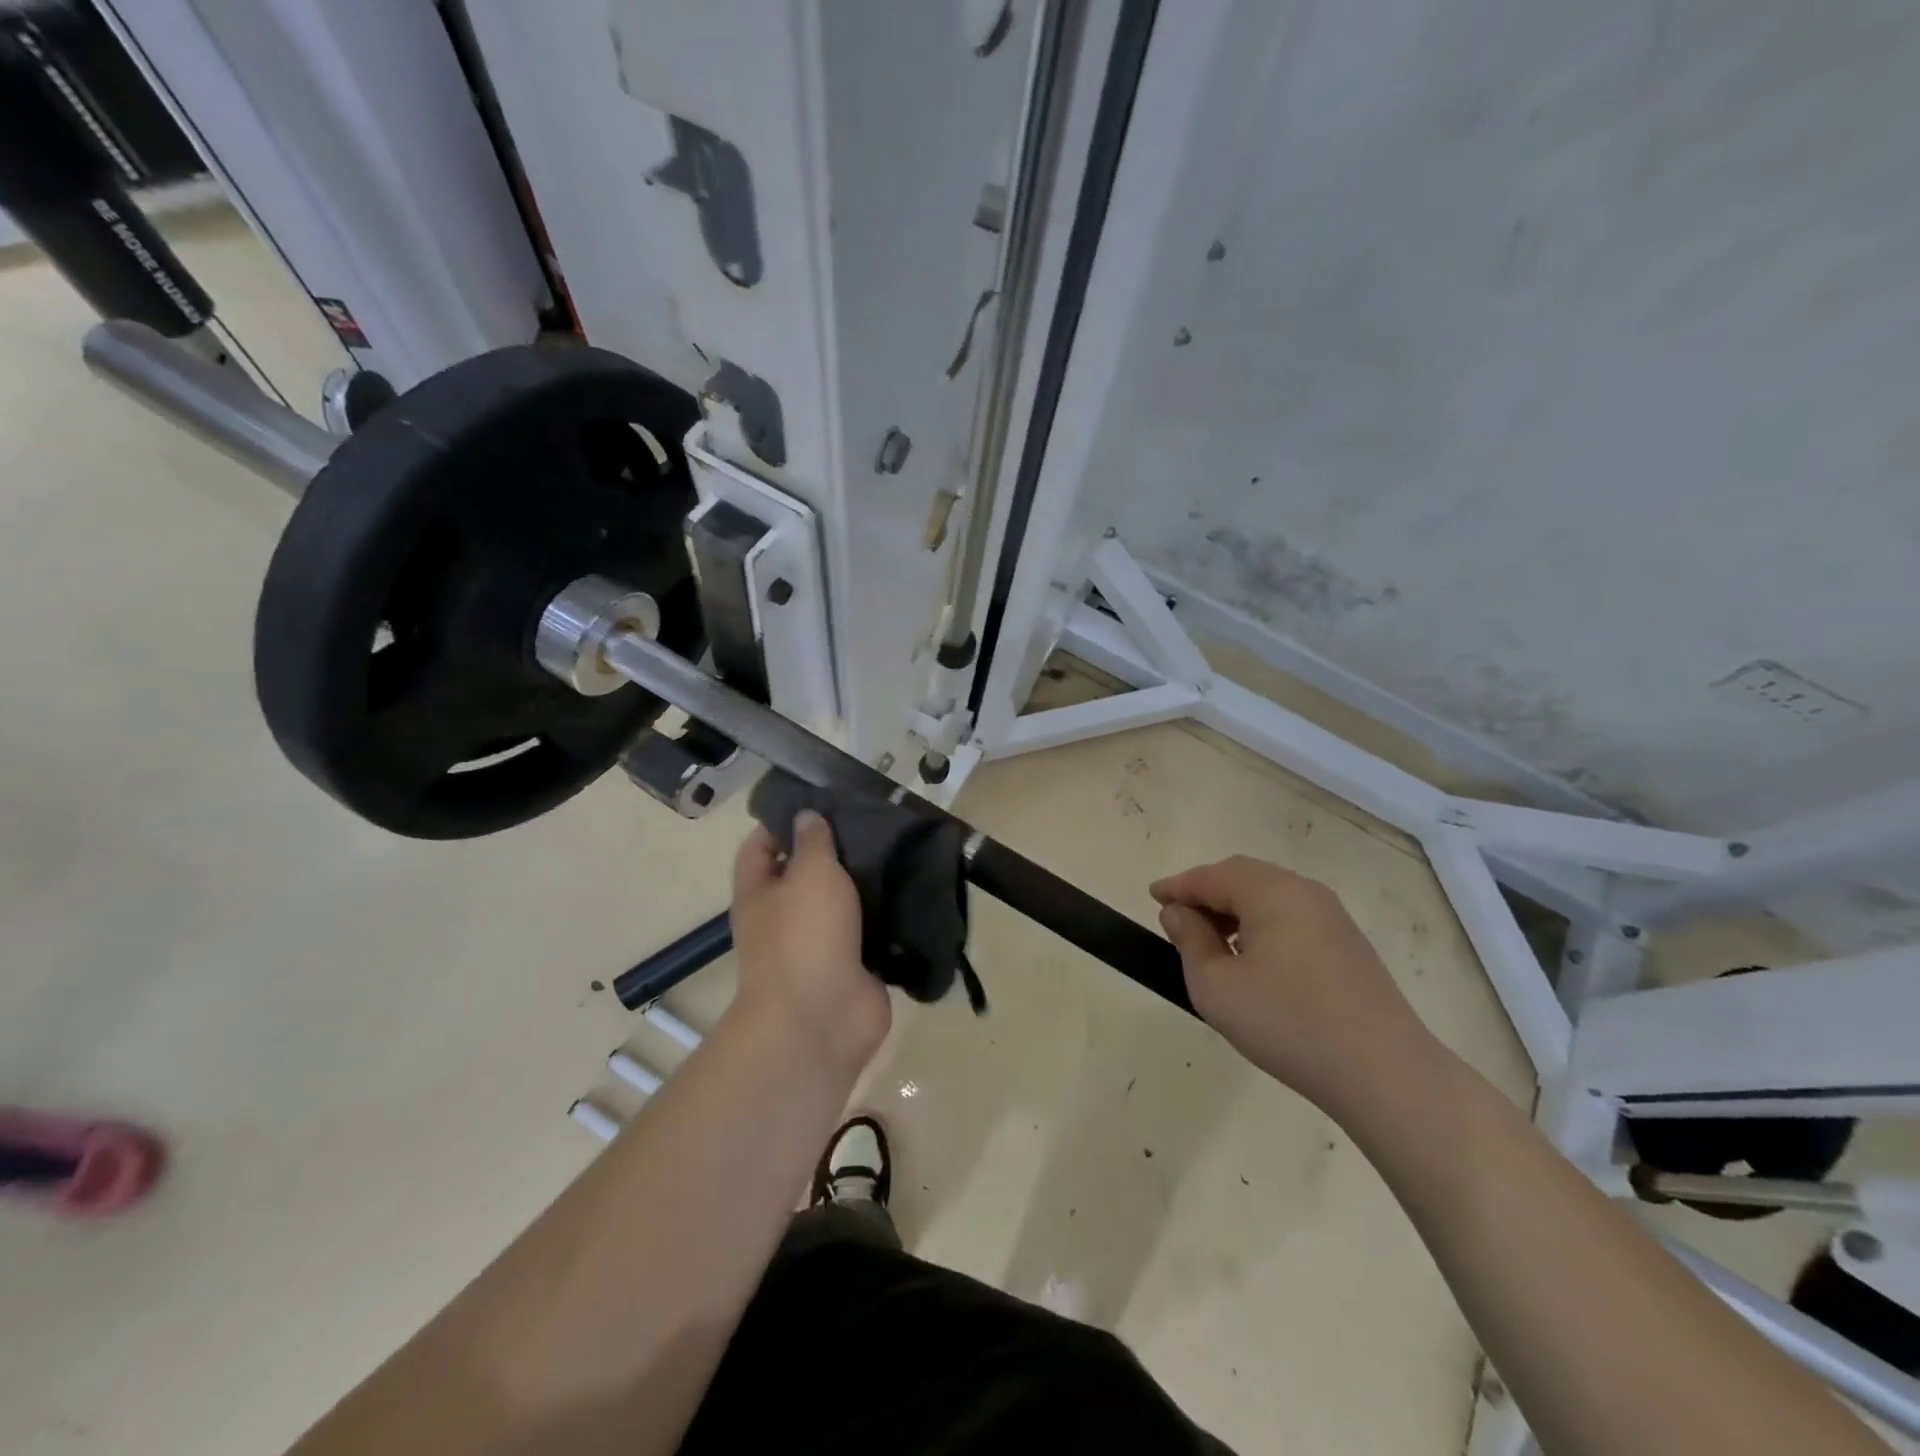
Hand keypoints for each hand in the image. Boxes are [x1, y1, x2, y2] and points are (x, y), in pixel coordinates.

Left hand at [729, 812, 891, 1072]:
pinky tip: (916, 891)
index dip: (783, 822)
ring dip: (868, 884)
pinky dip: (890, 917)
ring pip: (844, 904)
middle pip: (807, 874)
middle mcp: (786, 916)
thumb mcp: (809, 873)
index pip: (761, 846)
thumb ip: (813, 842)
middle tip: (875, 823)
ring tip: (902, 849)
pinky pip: (872, 933)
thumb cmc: (804, 935)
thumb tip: (806, 816)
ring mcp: (820, 944)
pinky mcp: (854, 966)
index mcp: (760, 892)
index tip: (821, 803)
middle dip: (837, 851)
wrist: (821, 1019)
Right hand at [1150, 856, 1437, 1114]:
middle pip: (1243, 876)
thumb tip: (1179, 913)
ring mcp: (1333, 917)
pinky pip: (1292, 915)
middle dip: (1206, 892)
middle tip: (1179, 918)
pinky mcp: (1349, 943)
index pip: (1211, 876)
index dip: (1177, 886)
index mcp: (1271, 892)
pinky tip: (1253, 959)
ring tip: (1211, 943)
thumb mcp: (1217, 987)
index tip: (1152, 897)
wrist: (1386, 1073)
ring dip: (1234, 908)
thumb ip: (1190, 941)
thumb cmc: (1288, 1024)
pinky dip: (1262, 923)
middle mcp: (1304, 891)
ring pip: (1270, 894)